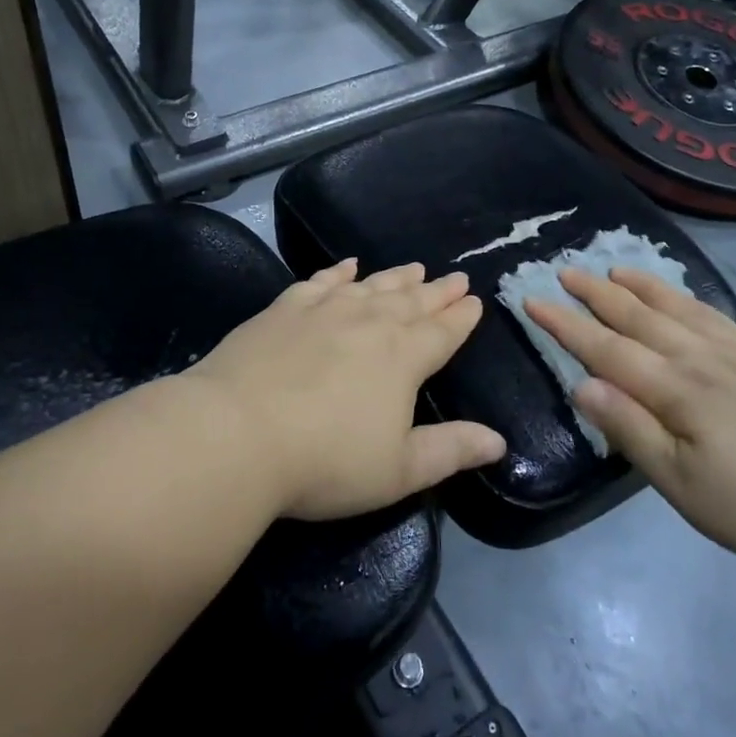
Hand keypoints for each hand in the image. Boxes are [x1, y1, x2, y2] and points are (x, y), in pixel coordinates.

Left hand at [185, 260, 505, 520]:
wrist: (237, 432)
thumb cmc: (325, 461)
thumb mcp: (398, 471)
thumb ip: (450, 451)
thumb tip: (498, 441)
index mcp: (403, 357)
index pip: (443, 332)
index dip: (462, 318)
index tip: (475, 301)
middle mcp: (369, 322)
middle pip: (412, 301)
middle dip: (437, 290)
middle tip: (456, 276)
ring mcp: (324, 309)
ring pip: (371, 286)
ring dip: (396, 277)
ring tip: (414, 267)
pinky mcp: (285, 308)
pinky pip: (321, 281)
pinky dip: (339, 272)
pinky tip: (348, 265)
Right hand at [524, 267, 735, 574]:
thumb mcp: (683, 486)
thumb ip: (631, 430)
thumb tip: (582, 384)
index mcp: (677, 389)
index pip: (606, 347)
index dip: (566, 323)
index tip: (532, 298)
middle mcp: (702, 359)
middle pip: (638, 317)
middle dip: (596, 292)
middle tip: (564, 269)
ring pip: (677, 308)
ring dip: (640, 286)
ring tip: (614, 267)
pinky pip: (715, 316)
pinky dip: (687, 298)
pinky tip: (682, 298)